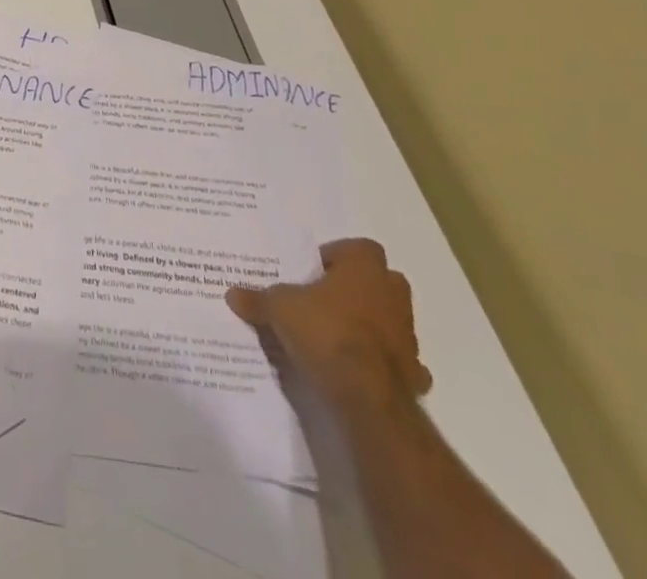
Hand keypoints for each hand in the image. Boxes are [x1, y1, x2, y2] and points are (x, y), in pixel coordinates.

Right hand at [226, 238, 431, 409]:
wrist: (368, 396)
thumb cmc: (326, 332)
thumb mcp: (279, 309)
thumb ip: (258, 299)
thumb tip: (231, 293)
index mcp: (365, 269)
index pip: (359, 248)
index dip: (337, 256)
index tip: (314, 271)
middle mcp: (392, 295)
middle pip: (382, 281)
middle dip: (359, 288)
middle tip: (326, 299)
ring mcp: (408, 336)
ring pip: (392, 320)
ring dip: (372, 325)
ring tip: (336, 335)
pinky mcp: (414, 373)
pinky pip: (401, 362)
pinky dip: (384, 364)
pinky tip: (360, 371)